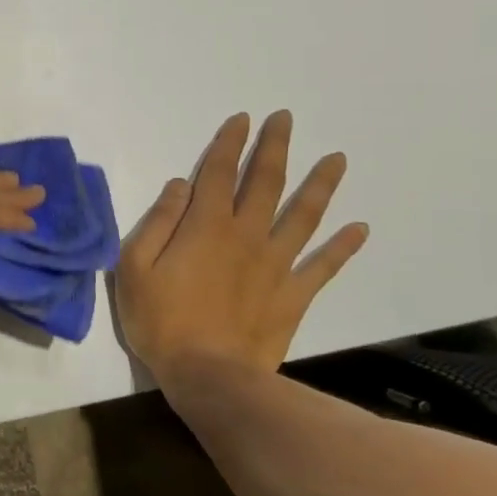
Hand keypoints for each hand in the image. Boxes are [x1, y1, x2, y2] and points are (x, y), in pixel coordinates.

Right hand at [114, 110, 367, 382]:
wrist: (209, 376)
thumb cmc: (161, 321)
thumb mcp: (135, 267)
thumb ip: (157, 221)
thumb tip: (179, 185)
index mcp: (206, 226)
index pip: (218, 172)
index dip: (229, 143)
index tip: (242, 119)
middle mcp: (246, 235)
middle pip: (265, 182)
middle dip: (274, 147)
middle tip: (286, 119)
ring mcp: (276, 265)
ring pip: (303, 216)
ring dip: (320, 185)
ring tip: (337, 158)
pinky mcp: (293, 296)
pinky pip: (323, 266)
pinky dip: (343, 247)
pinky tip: (361, 229)